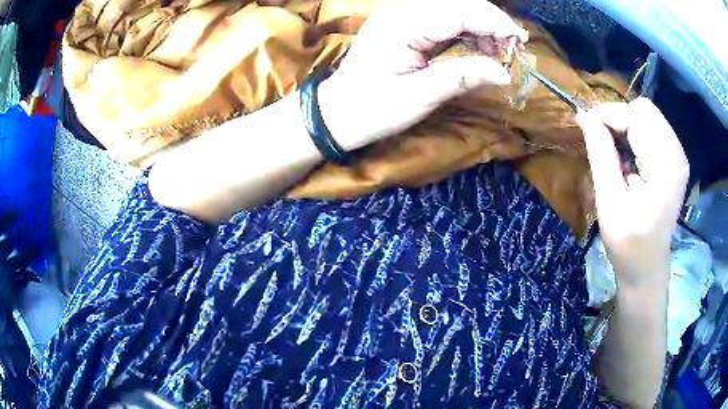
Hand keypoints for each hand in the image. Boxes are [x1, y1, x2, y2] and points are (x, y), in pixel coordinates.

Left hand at [319, 0, 527, 149]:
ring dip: (481, 28)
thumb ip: (462, 77)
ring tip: (499, 54)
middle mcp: (402, 12)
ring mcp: (402, 17)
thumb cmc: (371, 109)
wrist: (336, 113)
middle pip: (459, 5)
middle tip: (514, 50)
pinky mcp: (406, 27)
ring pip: (454, 11)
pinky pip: (444, 21)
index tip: (520, 43)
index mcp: (403, 24)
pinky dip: (467, 33)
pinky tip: (479, 50)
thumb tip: (505, 73)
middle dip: (491, 23)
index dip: (494, 22)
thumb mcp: (418, 97)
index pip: (459, 10)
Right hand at [576, 98, 688, 289]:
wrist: (648, 267)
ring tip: (616, 153)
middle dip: (618, 117)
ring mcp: (679, 155)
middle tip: (602, 143)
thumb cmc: (628, 244)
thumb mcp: (609, 202)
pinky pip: (653, 127)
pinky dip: (636, 133)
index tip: (586, 128)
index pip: (636, 115)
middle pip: (644, 109)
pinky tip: (630, 156)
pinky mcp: (675, 158)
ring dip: (626, 125)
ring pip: (648, 114)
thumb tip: (584, 115)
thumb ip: (600, 154)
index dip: (608, 115)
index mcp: (665, 166)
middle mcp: (677, 153)